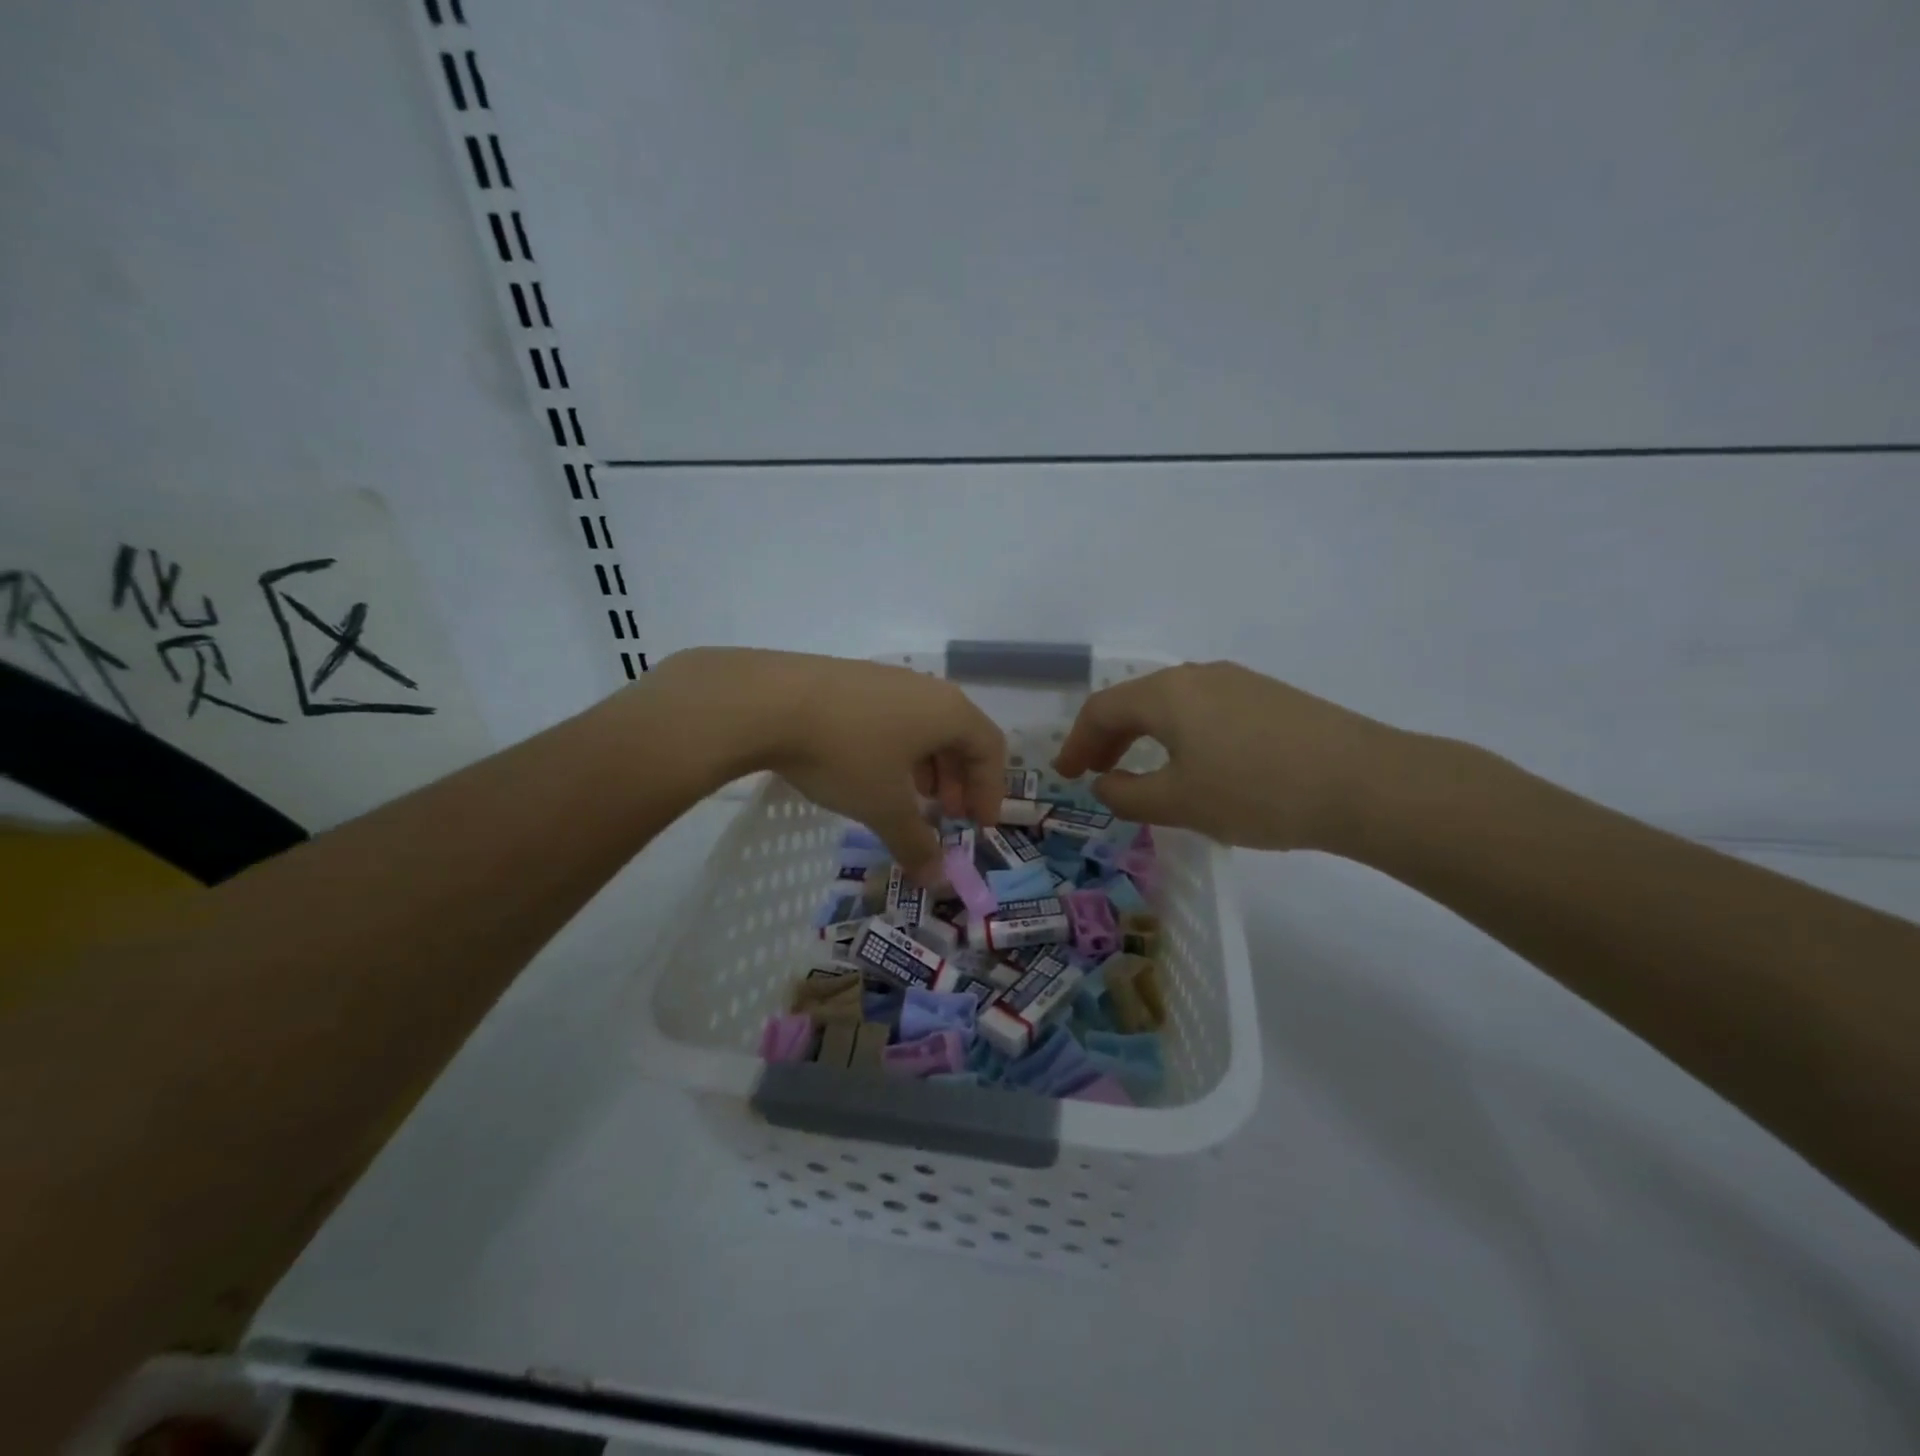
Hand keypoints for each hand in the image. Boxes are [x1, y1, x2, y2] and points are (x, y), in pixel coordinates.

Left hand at [646, 648, 1005, 878]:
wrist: (768, 702)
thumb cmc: (846, 754)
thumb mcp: (884, 806)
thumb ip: (916, 843)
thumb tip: (937, 881)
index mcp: (949, 711)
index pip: (991, 748)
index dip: (991, 789)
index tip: (979, 825)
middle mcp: (925, 688)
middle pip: (959, 735)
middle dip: (958, 780)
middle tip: (946, 816)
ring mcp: (886, 679)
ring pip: (924, 726)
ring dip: (927, 766)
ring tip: (910, 798)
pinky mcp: (852, 680)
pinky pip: (893, 717)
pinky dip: (898, 749)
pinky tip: (871, 772)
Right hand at [1051, 661, 1409, 851]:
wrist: (1366, 782)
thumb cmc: (1257, 792)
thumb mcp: (1181, 803)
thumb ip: (1129, 795)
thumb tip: (1105, 784)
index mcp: (1167, 694)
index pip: (1102, 710)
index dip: (1076, 743)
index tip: (1067, 776)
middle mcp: (1198, 676)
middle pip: (1136, 701)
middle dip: (1109, 738)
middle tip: (1096, 773)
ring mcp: (1239, 682)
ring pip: (1173, 704)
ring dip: (1146, 736)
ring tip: (1143, 771)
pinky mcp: (1270, 697)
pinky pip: (1207, 710)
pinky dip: (1182, 735)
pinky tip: (1198, 764)